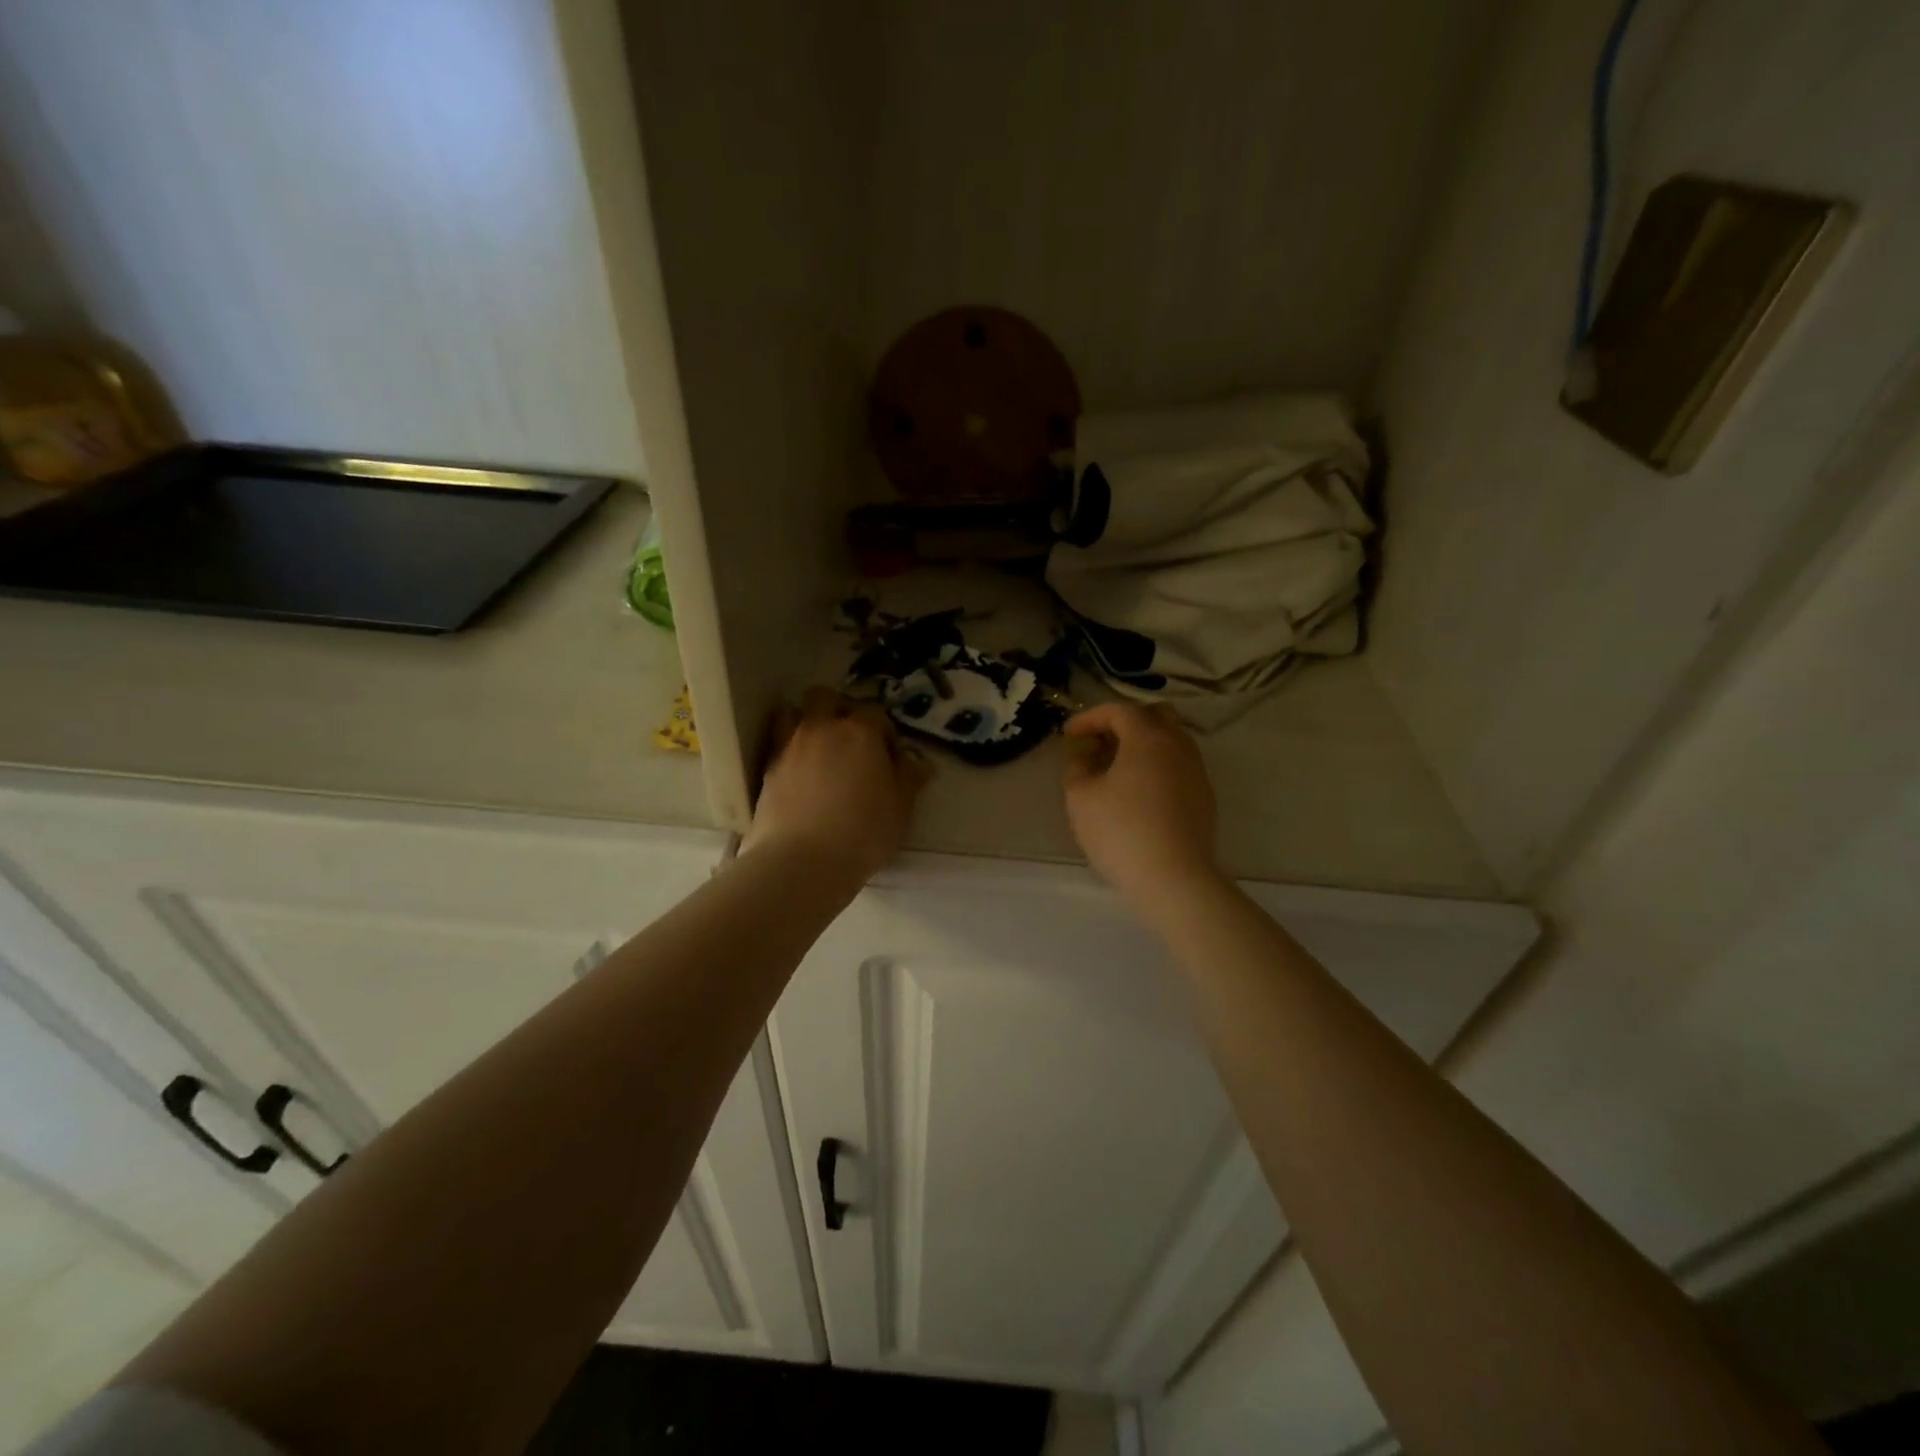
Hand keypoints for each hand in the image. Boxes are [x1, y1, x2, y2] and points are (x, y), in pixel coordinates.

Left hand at [741, 688, 929, 883]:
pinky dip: (788, 749)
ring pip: (793, 712)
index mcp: (860, 731)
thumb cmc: (864, 832)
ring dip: (806, 722)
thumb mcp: (901, 807)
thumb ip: (910, 777)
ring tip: (818, 749)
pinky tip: (799, 774)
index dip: (885, 732)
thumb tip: (917, 761)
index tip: (890, 756)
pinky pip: (776, 743)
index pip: (876, 713)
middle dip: (838, 709)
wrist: (803, 860)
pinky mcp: (767, 769)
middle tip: (850, 740)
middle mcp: (822, 728)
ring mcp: (789, 746)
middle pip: (825, 697)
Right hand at [1062, 703, 1220, 907]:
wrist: (1175, 879)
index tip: (1069, 735)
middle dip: (1123, 722)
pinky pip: (1179, 766)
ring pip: (1170, 741)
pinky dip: (1157, 766)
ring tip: (1116, 769)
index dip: (1089, 718)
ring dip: (1142, 745)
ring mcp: (1197, 772)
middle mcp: (1178, 746)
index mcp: (1148, 738)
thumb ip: (1076, 769)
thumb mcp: (1080, 798)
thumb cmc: (1121, 832)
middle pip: (1154, 716)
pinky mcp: (1204, 797)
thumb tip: (1082, 757)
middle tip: (1099, 743)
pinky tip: (1138, 793)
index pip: (1118, 710)